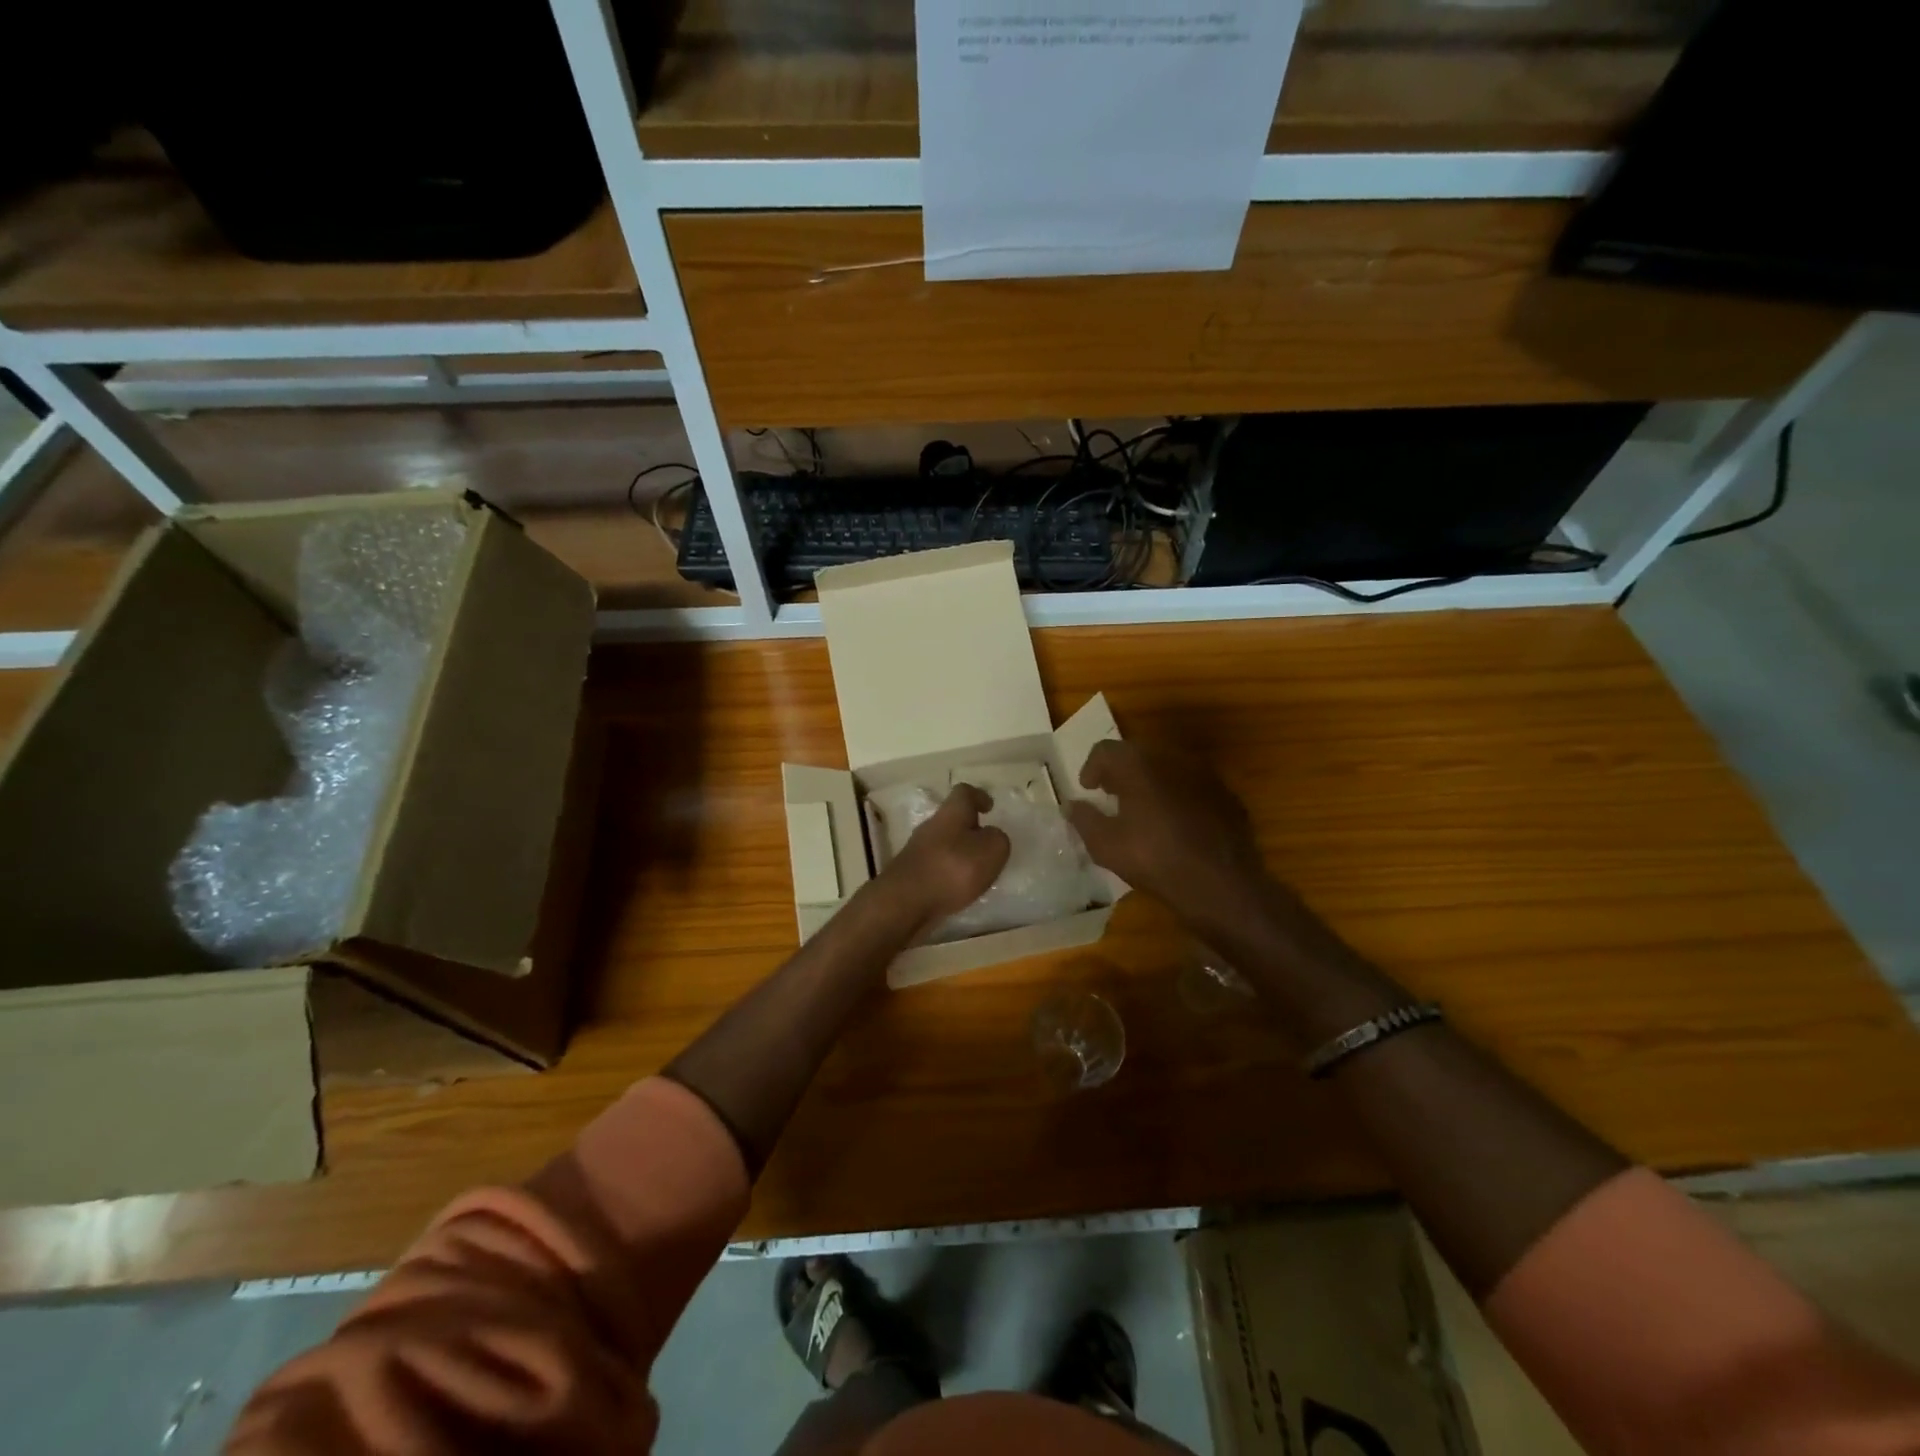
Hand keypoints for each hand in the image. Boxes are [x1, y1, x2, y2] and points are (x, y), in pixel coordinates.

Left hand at [875, 784, 1010, 933]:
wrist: (906, 902)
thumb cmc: (953, 868)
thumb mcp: (992, 850)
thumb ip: (998, 839)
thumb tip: (991, 836)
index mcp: (952, 812)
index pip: (964, 792)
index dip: (979, 796)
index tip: (990, 806)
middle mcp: (931, 826)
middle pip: (952, 819)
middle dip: (970, 829)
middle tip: (988, 844)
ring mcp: (918, 851)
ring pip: (944, 844)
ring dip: (960, 854)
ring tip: (978, 872)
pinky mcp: (911, 875)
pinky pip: (936, 867)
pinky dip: (949, 873)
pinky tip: (960, 889)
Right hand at [1065, 740, 1271, 934]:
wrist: (1221, 884)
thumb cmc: (1155, 859)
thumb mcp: (1106, 845)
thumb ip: (1084, 819)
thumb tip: (1072, 805)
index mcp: (1139, 766)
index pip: (1106, 750)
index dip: (1092, 767)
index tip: (1088, 789)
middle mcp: (1173, 759)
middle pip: (1138, 753)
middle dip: (1121, 771)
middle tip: (1111, 795)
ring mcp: (1204, 775)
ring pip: (1168, 767)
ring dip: (1150, 781)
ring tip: (1142, 808)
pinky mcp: (1226, 795)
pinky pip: (1192, 785)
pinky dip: (1177, 795)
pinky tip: (1175, 823)